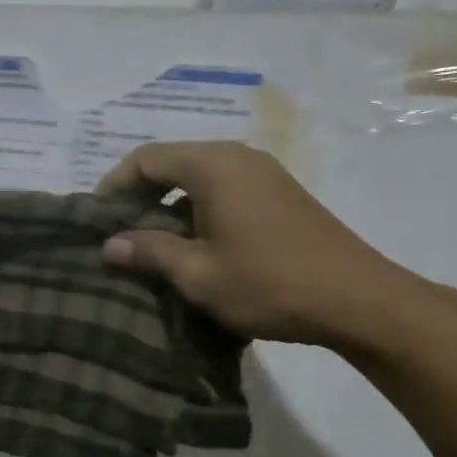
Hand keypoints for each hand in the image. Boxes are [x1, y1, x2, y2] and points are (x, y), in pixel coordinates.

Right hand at [96, 142, 418, 348]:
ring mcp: (263, 171)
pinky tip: (194, 241)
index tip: (97, 220)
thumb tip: (109, 245)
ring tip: (152, 241)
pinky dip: (197, 206)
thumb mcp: (197, 273)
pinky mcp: (280, 191)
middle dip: (139, 194)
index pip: (145, 158)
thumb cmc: (268, 283)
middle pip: (171, 162)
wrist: (358, 300)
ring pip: (198, 175)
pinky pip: (223, 186)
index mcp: (212, 165)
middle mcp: (237, 156)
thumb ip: (149, 251)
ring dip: (168, 202)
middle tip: (119, 232)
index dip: (114, 186)